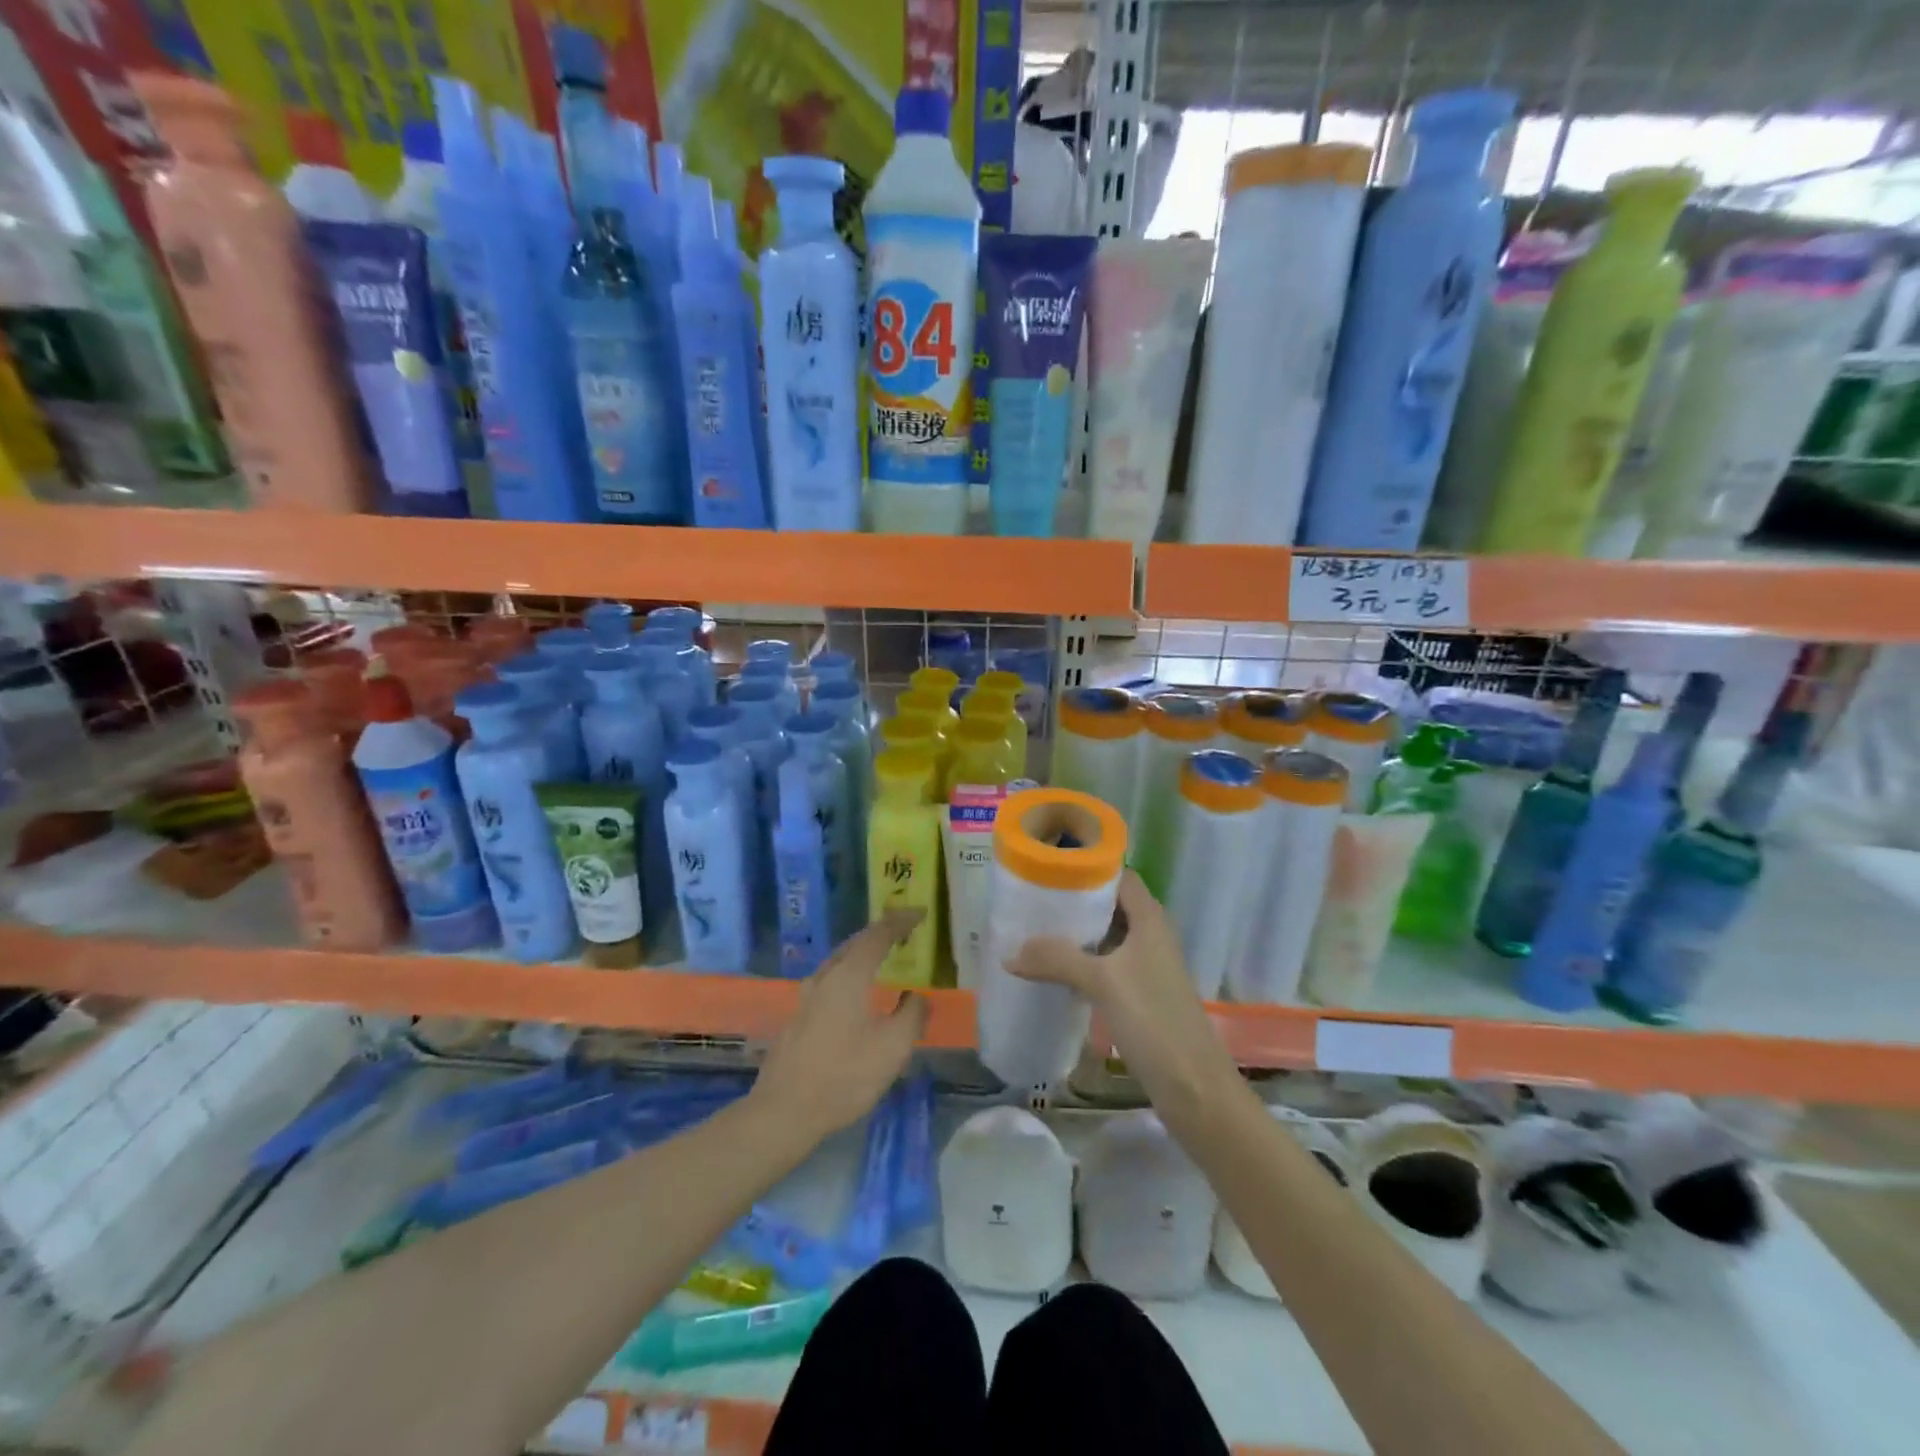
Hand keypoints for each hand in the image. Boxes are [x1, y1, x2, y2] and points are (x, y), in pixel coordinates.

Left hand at [751, 910, 929, 1144]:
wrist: (784, 1112)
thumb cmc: (844, 1076)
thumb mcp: (892, 1048)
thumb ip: (911, 1015)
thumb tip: (917, 996)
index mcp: (849, 976)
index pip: (878, 935)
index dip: (900, 921)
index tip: (920, 913)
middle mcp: (824, 978)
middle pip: (854, 944)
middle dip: (880, 933)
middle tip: (903, 931)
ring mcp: (806, 998)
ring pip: (839, 963)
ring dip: (862, 954)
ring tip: (883, 958)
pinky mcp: (798, 1018)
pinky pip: (831, 982)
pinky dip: (851, 975)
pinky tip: (857, 995)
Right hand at [1008, 872, 1239, 1133]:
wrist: (1194, 1087)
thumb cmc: (1154, 1020)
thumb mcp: (1102, 983)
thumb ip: (1057, 960)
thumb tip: (1009, 952)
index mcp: (1149, 918)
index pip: (1118, 875)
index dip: (1087, 867)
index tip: (1049, 867)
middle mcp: (1150, 934)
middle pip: (1109, 904)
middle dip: (1074, 901)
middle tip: (1032, 899)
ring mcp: (1147, 965)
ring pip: (1106, 936)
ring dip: (1076, 933)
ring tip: (1033, 930)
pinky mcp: (1140, 992)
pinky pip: (1106, 963)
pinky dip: (1082, 960)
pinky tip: (1053, 969)